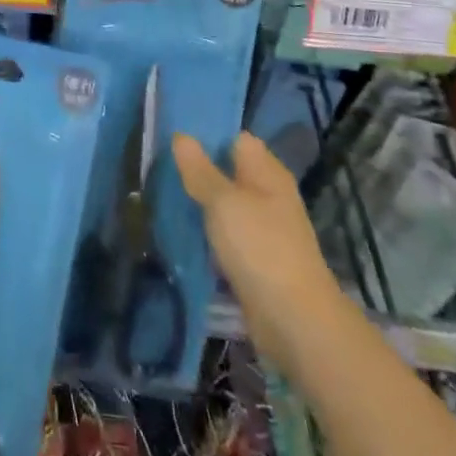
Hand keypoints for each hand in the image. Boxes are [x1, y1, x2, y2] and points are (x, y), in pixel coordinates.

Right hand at [173, 132, 341, 369]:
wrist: (295, 321)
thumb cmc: (261, 248)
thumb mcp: (223, 202)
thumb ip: (200, 170)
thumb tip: (180, 135)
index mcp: (267, 172)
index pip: (235, 139)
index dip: (207, 134)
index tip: (172, 135)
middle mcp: (268, 194)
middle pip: (228, 171)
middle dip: (197, 170)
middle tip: (159, 165)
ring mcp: (264, 228)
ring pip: (225, 205)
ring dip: (200, 203)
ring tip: (161, 194)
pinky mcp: (256, 259)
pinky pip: (226, 235)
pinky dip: (207, 233)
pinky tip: (181, 231)